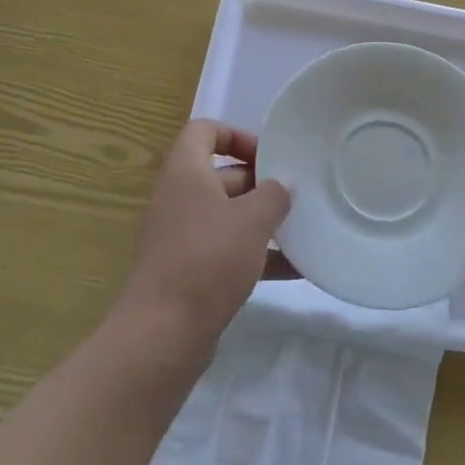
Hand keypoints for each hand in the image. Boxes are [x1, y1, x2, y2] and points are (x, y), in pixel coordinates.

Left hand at [115, 119, 292, 353]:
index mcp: (185, 172)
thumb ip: (274, 195)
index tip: (269, 155)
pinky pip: (226, 251)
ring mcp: (181, 236)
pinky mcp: (188, 270)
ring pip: (226, 215)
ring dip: (261, 221)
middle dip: (259, 182)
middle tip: (295, 194)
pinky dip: (256, 255)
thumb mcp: (251, 220)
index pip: (204, 130)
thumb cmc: (208, 259)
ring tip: (301, 229)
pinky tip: (294, 269)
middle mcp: (179, 197)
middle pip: (220, 175)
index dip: (236, 134)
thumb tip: (284, 183)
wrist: (163, 333)